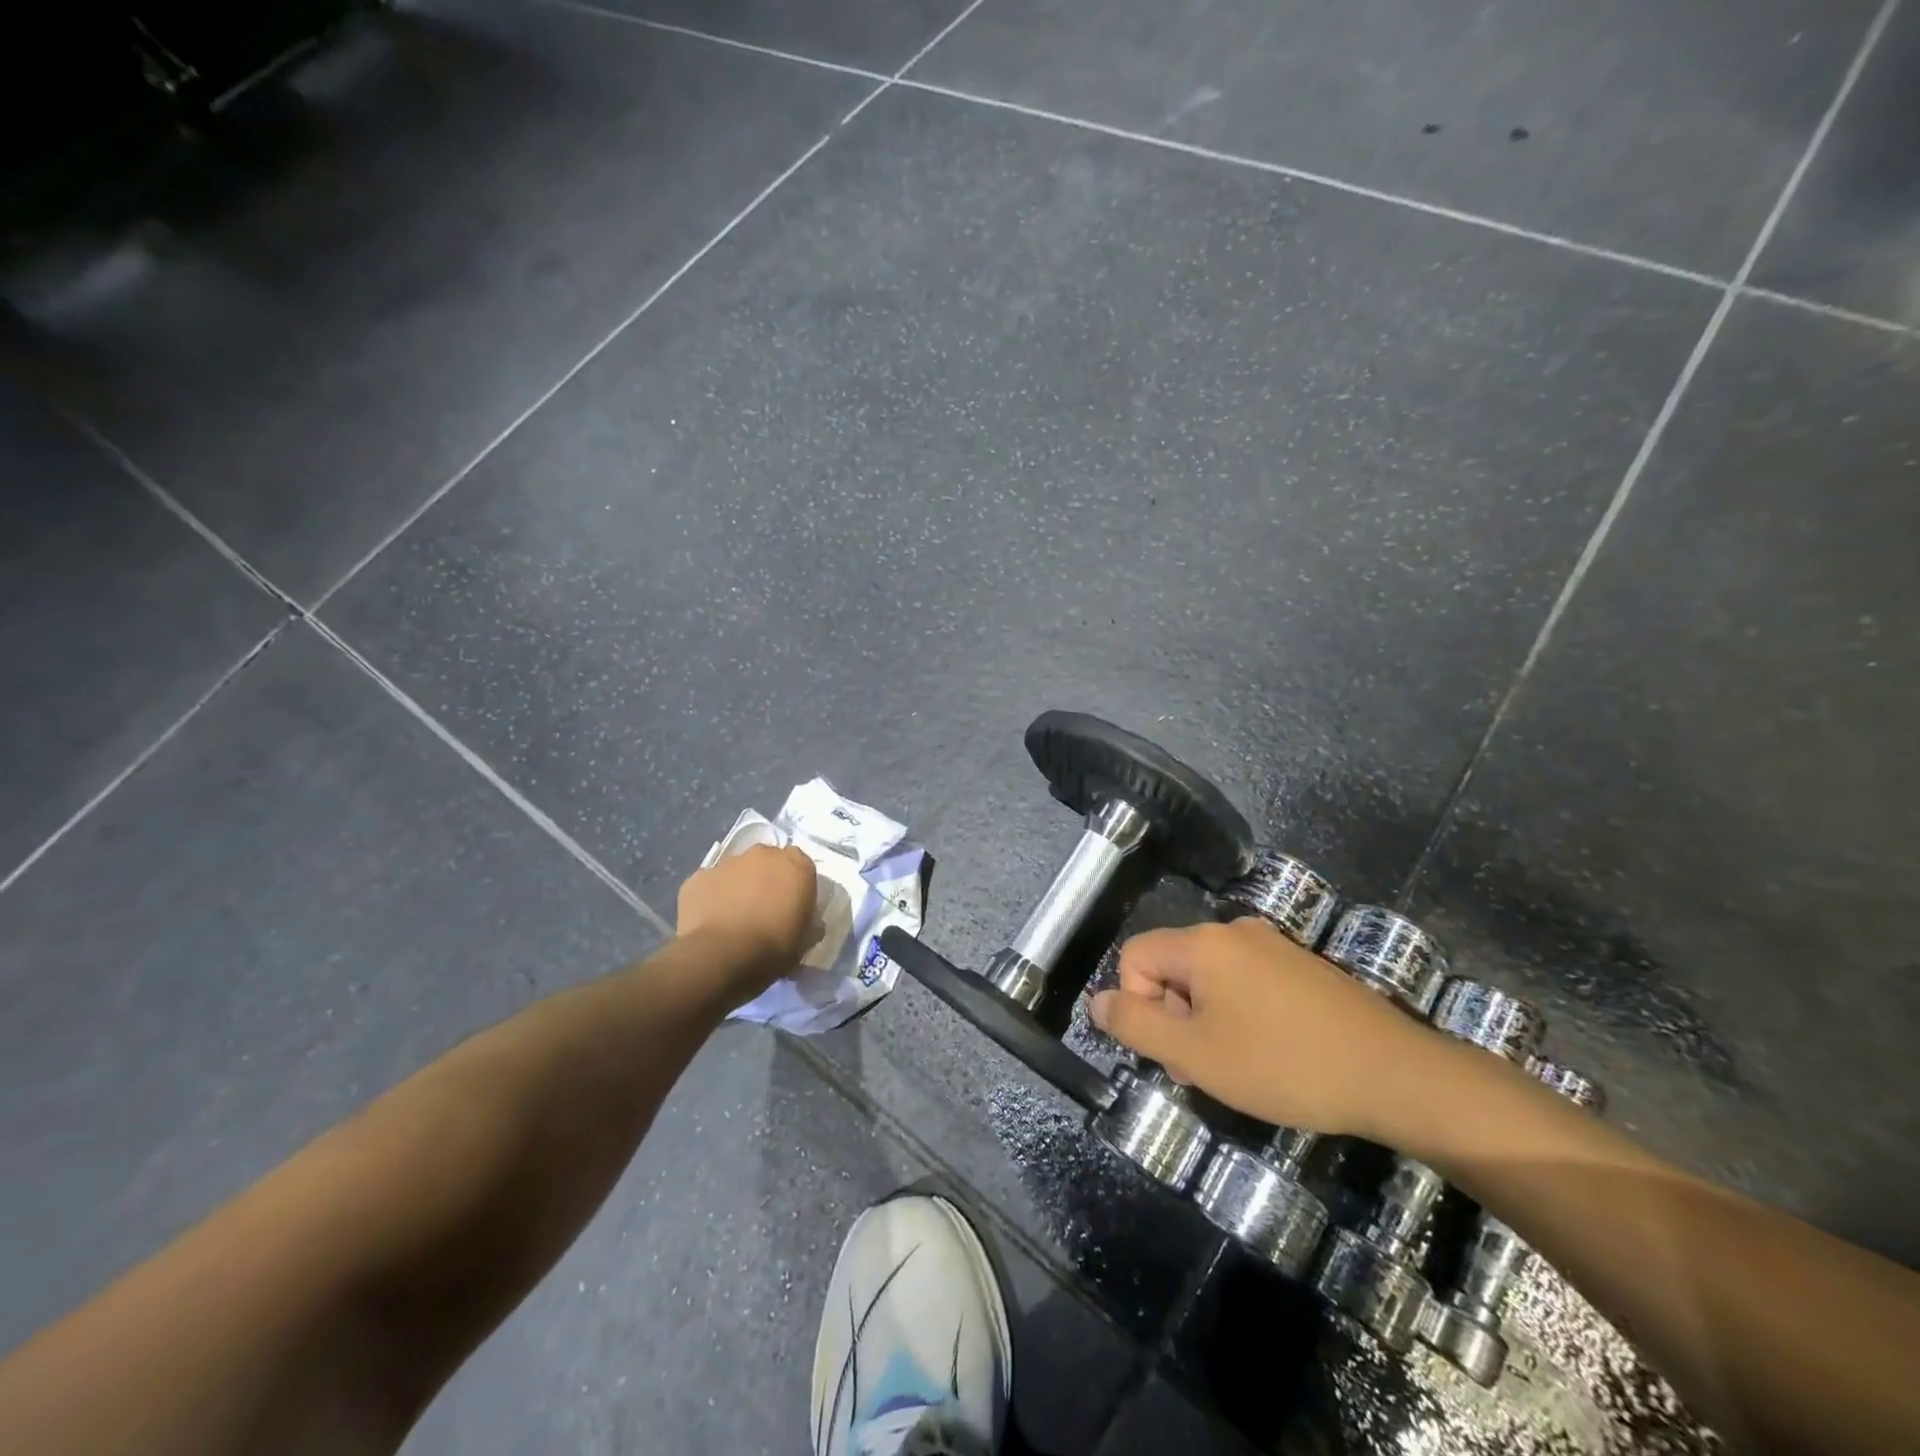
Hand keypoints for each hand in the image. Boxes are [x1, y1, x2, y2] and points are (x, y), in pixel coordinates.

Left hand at [676, 845, 818, 992]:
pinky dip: (712, 898)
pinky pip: (710, 885)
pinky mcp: (697, 878)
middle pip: (768, 862)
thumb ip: (809, 922)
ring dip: (739, 887)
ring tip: (734, 919)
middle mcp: (762, 854)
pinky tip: (711, 922)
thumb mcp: (805, 940)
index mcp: (796, 864)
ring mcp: (727, 863)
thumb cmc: (773, 948)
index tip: (793, 907)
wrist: (721, 957)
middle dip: (767, 880)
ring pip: (737, 870)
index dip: (797, 885)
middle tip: (765, 910)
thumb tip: (807, 923)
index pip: (802, 865)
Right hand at [1087, 918, 1439, 1138]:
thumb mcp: (1195, 1055)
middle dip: (1174, 1017)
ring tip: (1239, 1067)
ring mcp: (1272, 945)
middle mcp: (1234, 931)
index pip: (1134, 957)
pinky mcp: (1302, 966)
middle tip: (1204, 1068)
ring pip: (1209, 978)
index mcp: (1202, 942)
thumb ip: (1135, 1025)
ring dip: (1206, 1021)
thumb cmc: (1284, 1065)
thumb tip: (1097, 1001)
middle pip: (1172, 966)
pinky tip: (1272, 1053)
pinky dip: (1241, 1015)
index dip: (1138, 1005)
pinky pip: (1246, 982)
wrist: (1396, 1074)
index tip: (1174, 1051)